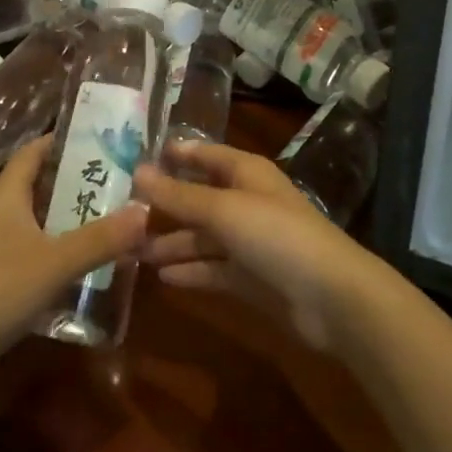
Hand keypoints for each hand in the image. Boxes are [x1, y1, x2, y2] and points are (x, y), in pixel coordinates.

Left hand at [0, 135, 148, 412]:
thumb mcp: (52, 262)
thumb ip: (100, 238)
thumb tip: (147, 209)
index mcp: (8, 197)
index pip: (35, 151)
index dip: (65, 138)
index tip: (106, 135)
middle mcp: (5, 218)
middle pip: (47, 188)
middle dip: (85, 182)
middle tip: (130, 180)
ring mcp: (4, 253)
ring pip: (49, 226)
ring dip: (82, 223)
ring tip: (126, 219)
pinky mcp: (7, 287)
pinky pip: (46, 261)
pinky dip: (72, 259)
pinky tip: (103, 267)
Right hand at [134, 139, 382, 354]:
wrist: (331, 297)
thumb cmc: (276, 235)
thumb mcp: (223, 209)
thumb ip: (179, 194)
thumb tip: (137, 171)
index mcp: (245, 173)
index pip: (204, 154)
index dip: (173, 155)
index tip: (134, 160)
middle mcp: (246, 202)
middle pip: (198, 198)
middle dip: (163, 206)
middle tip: (120, 214)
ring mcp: (249, 242)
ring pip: (201, 237)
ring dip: (170, 243)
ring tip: (130, 252)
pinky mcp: (251, 278)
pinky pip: (212, 268)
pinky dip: (189, 271)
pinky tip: (161, 277)